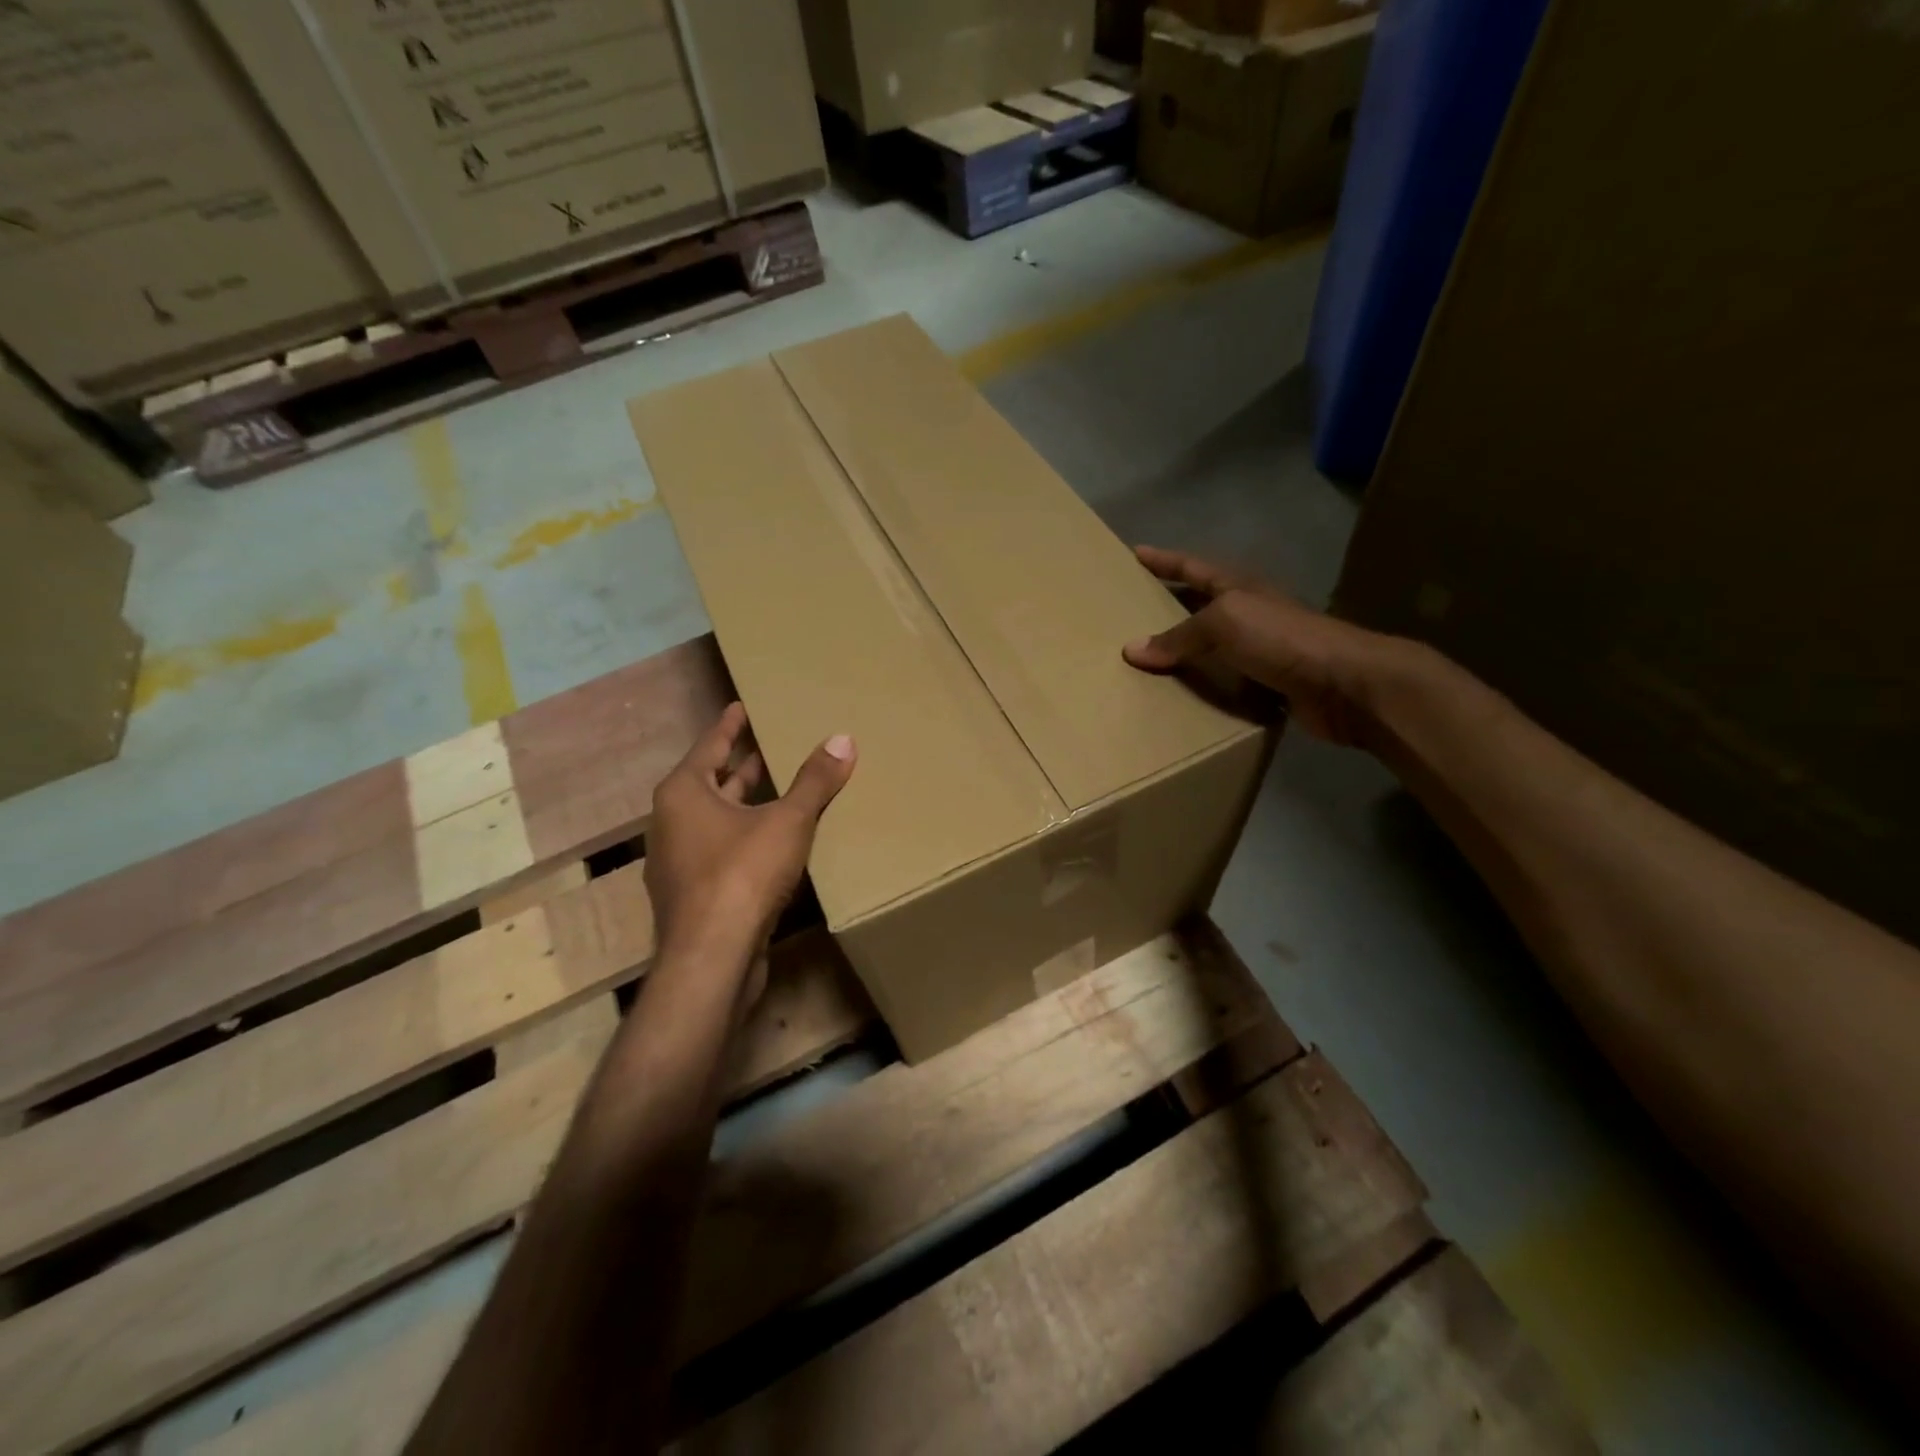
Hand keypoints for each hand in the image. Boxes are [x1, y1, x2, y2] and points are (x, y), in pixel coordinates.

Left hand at [644, 702, 856, 963]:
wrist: (711, 958)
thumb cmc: (742, 874)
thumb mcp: (788, 821)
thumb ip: (815, 781)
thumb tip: (843, 739)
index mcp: (684, 793)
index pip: (710, 745)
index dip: (730, 725)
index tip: (742, 706)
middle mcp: (672, 822)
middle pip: (712, 783)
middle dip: (742, 765)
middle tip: (771, 743)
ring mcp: (678, 863)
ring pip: (717, 820)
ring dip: (745, 804)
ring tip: (779, 790)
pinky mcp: (693, 896)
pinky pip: (721, 852)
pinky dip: (745, 838)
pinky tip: (774, 843)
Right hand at [1122, 545, 1412, 745]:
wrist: (1344, 684)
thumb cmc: (1281, 639)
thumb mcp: (1224, 624)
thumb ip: (1179, 636)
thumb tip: (1132, 650)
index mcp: (1238, 589)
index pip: (1192, 568)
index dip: (1164, 560)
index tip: (1135, 553)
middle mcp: (1249, 614)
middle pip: (1200, 605)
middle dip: (1169, 606)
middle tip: (1131, 614)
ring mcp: (1261, 650)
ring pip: (1211, 647)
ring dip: (1183, 653)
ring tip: (1145, 663)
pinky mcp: (1268, 685)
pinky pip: (1224, 683)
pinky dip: (1202, 688)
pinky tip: (1179, 699)